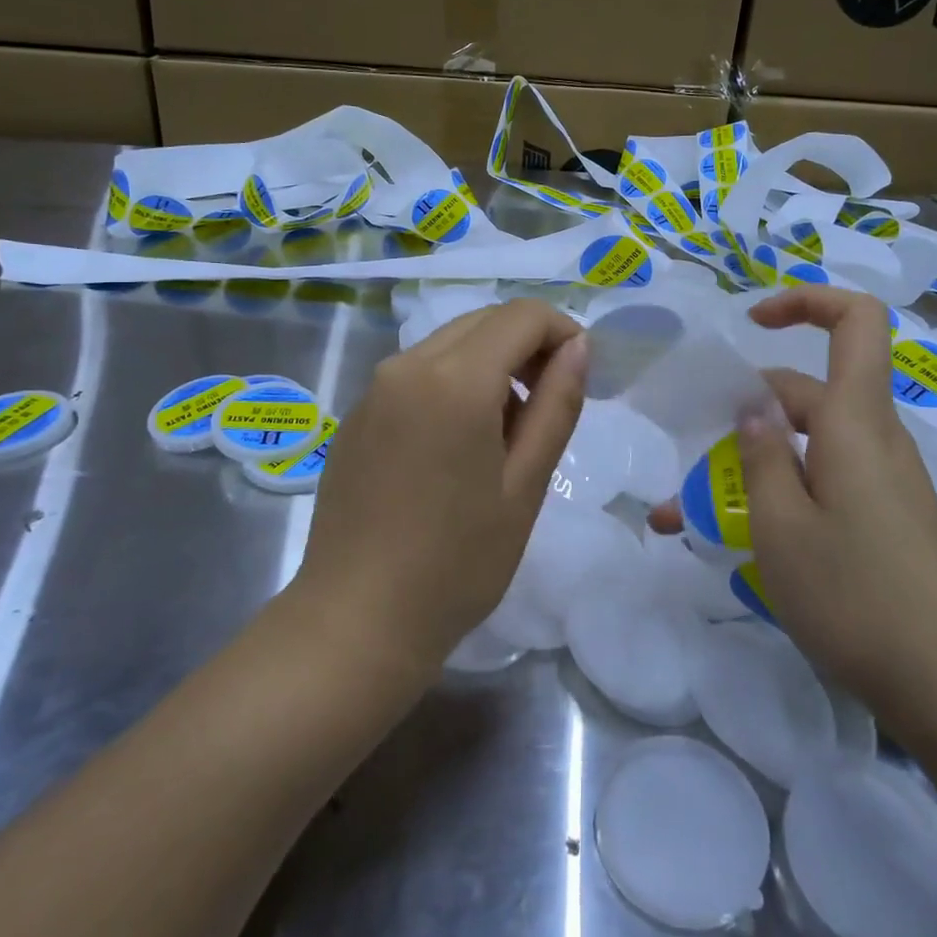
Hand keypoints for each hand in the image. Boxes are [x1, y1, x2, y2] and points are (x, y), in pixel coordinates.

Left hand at [294, 298, 587, 677]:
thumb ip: (556, 405)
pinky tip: (456, 446)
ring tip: (506, 433)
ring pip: (448, 344)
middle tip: (549, 403)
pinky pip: (416, 374)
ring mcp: (373, 389)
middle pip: (483, 321)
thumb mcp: (524, 485)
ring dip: (490, 364)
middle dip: (527, 345)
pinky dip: (452, 383)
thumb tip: (578, 346)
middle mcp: (407, 366)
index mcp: (454, 379)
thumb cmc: (457, 562)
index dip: (562, 331)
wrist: (356, 621)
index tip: (580, 374)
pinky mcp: (356, 415)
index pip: (521, 316)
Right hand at [654, 287, 936, 720]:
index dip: (807, 301)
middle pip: (809, 391)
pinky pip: (823, 479)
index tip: (752, 321)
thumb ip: (760, 455)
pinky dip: (779, 491)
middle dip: (745, 413)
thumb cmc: (855, 595)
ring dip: (753, 463)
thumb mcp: (781, 524)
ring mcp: (883, 479)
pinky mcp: (884, 515)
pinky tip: (741, 537)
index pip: (856, 320)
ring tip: (692, 512)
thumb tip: (754, 408)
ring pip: (809, 443)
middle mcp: (874, 438)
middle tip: (691, 458)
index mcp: (855, 421)